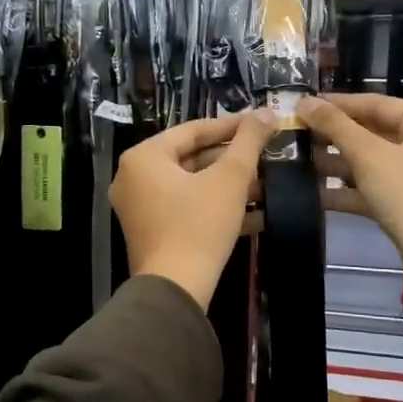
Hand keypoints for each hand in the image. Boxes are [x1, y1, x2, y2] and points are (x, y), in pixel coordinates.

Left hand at [112, 110, 277, 308]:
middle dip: (232, 159)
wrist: (175, 290)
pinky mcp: (152, 232)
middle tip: (267, 154)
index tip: (262, 123)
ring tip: (268, 183)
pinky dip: (216, 206)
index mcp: (144, 157)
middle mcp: (134, 177)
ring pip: (192, 185)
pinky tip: (255, 213)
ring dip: (229, 185)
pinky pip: (187, 208)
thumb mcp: (229, 178)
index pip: (193, 130)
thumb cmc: (199, 225)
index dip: (232, 126)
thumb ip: (248, 142)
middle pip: (191, 157)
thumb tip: (267, 111)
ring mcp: (140, 207)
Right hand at [297, 93, 402, 274]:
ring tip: (298, 161)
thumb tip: (304, 101)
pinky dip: (349, 189)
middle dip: (334, 136)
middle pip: (373, 132)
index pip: (375, 103)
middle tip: (296, 133)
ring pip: (372, 161)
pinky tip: (315, 193)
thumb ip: (335, 125)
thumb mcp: (368, 155)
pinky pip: (375, 187)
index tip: (304, 104)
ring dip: (337, 163)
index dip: (337, 103)